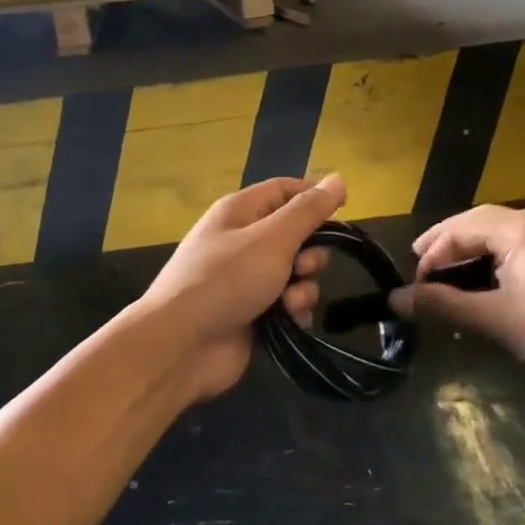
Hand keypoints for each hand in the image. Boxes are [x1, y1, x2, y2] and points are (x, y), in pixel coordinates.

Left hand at [137, 175, 345, 400]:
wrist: (181, 345)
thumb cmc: (226, 279)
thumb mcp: (272, 238)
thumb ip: (308, 210)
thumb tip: (338, 179)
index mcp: (240, 211)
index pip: (285, 190)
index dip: (314, 196)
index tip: (344, 210)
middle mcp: (242, 240)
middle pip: (295, 234)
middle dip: (310, 251)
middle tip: (306, 266)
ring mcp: (246, 279)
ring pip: (295, 272)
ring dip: (303, 286)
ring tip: (291, 301)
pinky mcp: (252, 312)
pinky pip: (287, 303)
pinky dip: (293, 310)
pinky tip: (290, 321)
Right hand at [390, 205, 524, 393]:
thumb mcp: (498, 320)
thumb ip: (444, 305)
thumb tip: (396, 299)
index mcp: (522, 229)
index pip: (462, 227)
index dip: (433, 252)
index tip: (414, 282)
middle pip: (481, 221)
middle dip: (448, 241)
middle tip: (420, 262)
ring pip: (503, 232)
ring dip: (472, 247)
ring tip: (447, 269)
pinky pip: (523, 245)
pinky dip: (495, 256)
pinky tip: (487, 277)